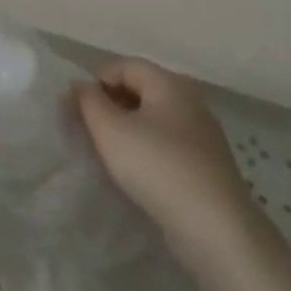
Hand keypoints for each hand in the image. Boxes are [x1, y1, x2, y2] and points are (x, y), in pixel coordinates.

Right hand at [74, 58, 258, 261]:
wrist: (213, 226)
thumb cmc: (157, 167)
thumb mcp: (110, 130)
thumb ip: (88, 101)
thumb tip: (79, 85)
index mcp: (170, 84)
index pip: (124, 65)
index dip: (96, 80)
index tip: (77, 109)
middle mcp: (190, 101)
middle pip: (140, 88)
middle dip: (110, 103)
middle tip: (88, 130)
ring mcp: (202, 134)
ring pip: (153, 117)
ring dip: (126, 128)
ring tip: (106, 152)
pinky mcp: (205, 163)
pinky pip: (166, 142)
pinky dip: (145, 148)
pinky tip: (134, 171)